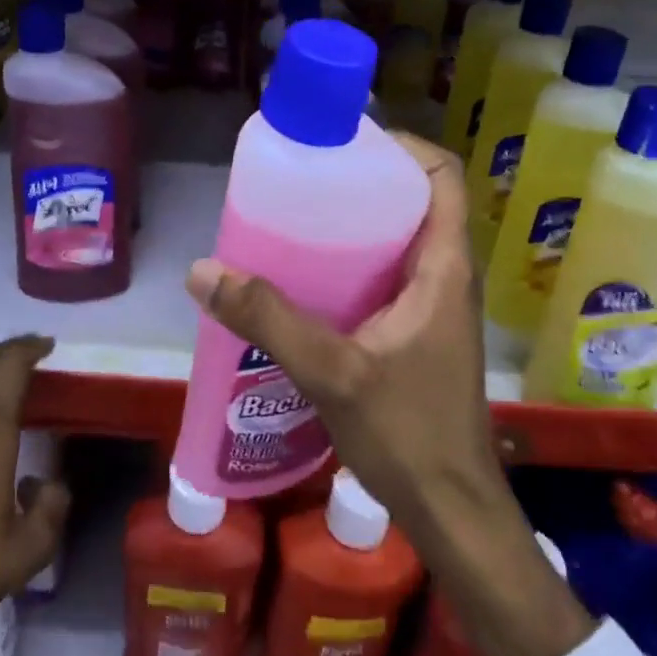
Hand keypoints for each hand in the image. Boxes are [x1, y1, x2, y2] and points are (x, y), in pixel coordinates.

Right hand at [185, 133, 592, 655]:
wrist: (452, 511)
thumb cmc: (409, 433)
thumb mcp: (332, 371)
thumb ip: (268, 319)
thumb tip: (204, 270)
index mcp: (443, 266)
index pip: (442, 176)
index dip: (402, 147)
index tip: (346, 144)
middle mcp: (446, 276)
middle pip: (415, 201)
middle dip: (363, 182)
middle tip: (305, 180)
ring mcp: (435, 306)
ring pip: (399, 240)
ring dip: (355, 225)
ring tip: (296, 221)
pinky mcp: (419, 332)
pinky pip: (388, 276)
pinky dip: (353, 265)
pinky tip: (306, 282)